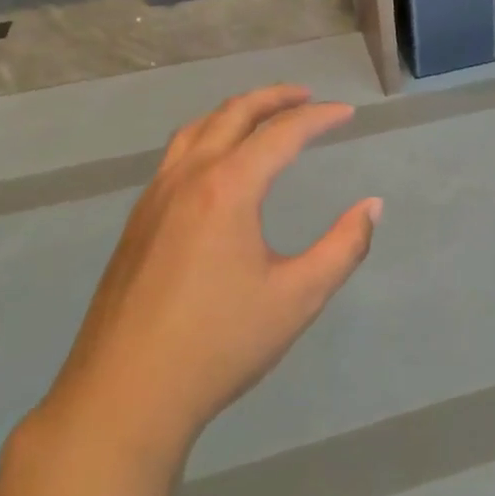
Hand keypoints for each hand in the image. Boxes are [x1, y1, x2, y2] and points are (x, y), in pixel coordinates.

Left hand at [41, 85, 380, 463]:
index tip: (348, 114)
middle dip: (274, 98)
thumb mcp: (298, 298)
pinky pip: (176, 156)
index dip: (319, 118)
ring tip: (263, 117)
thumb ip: (343, 247)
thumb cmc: (218, 345)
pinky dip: (207, 137)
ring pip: (197, 130)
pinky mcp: (136, 223)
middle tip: (307, 97)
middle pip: (233, 114)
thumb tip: (372, 207)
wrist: (122, 398)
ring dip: (235, 113)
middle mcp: (187, 178)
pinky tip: (219, 165)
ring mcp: (154, 199)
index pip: (281, 133)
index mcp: (227, 188)